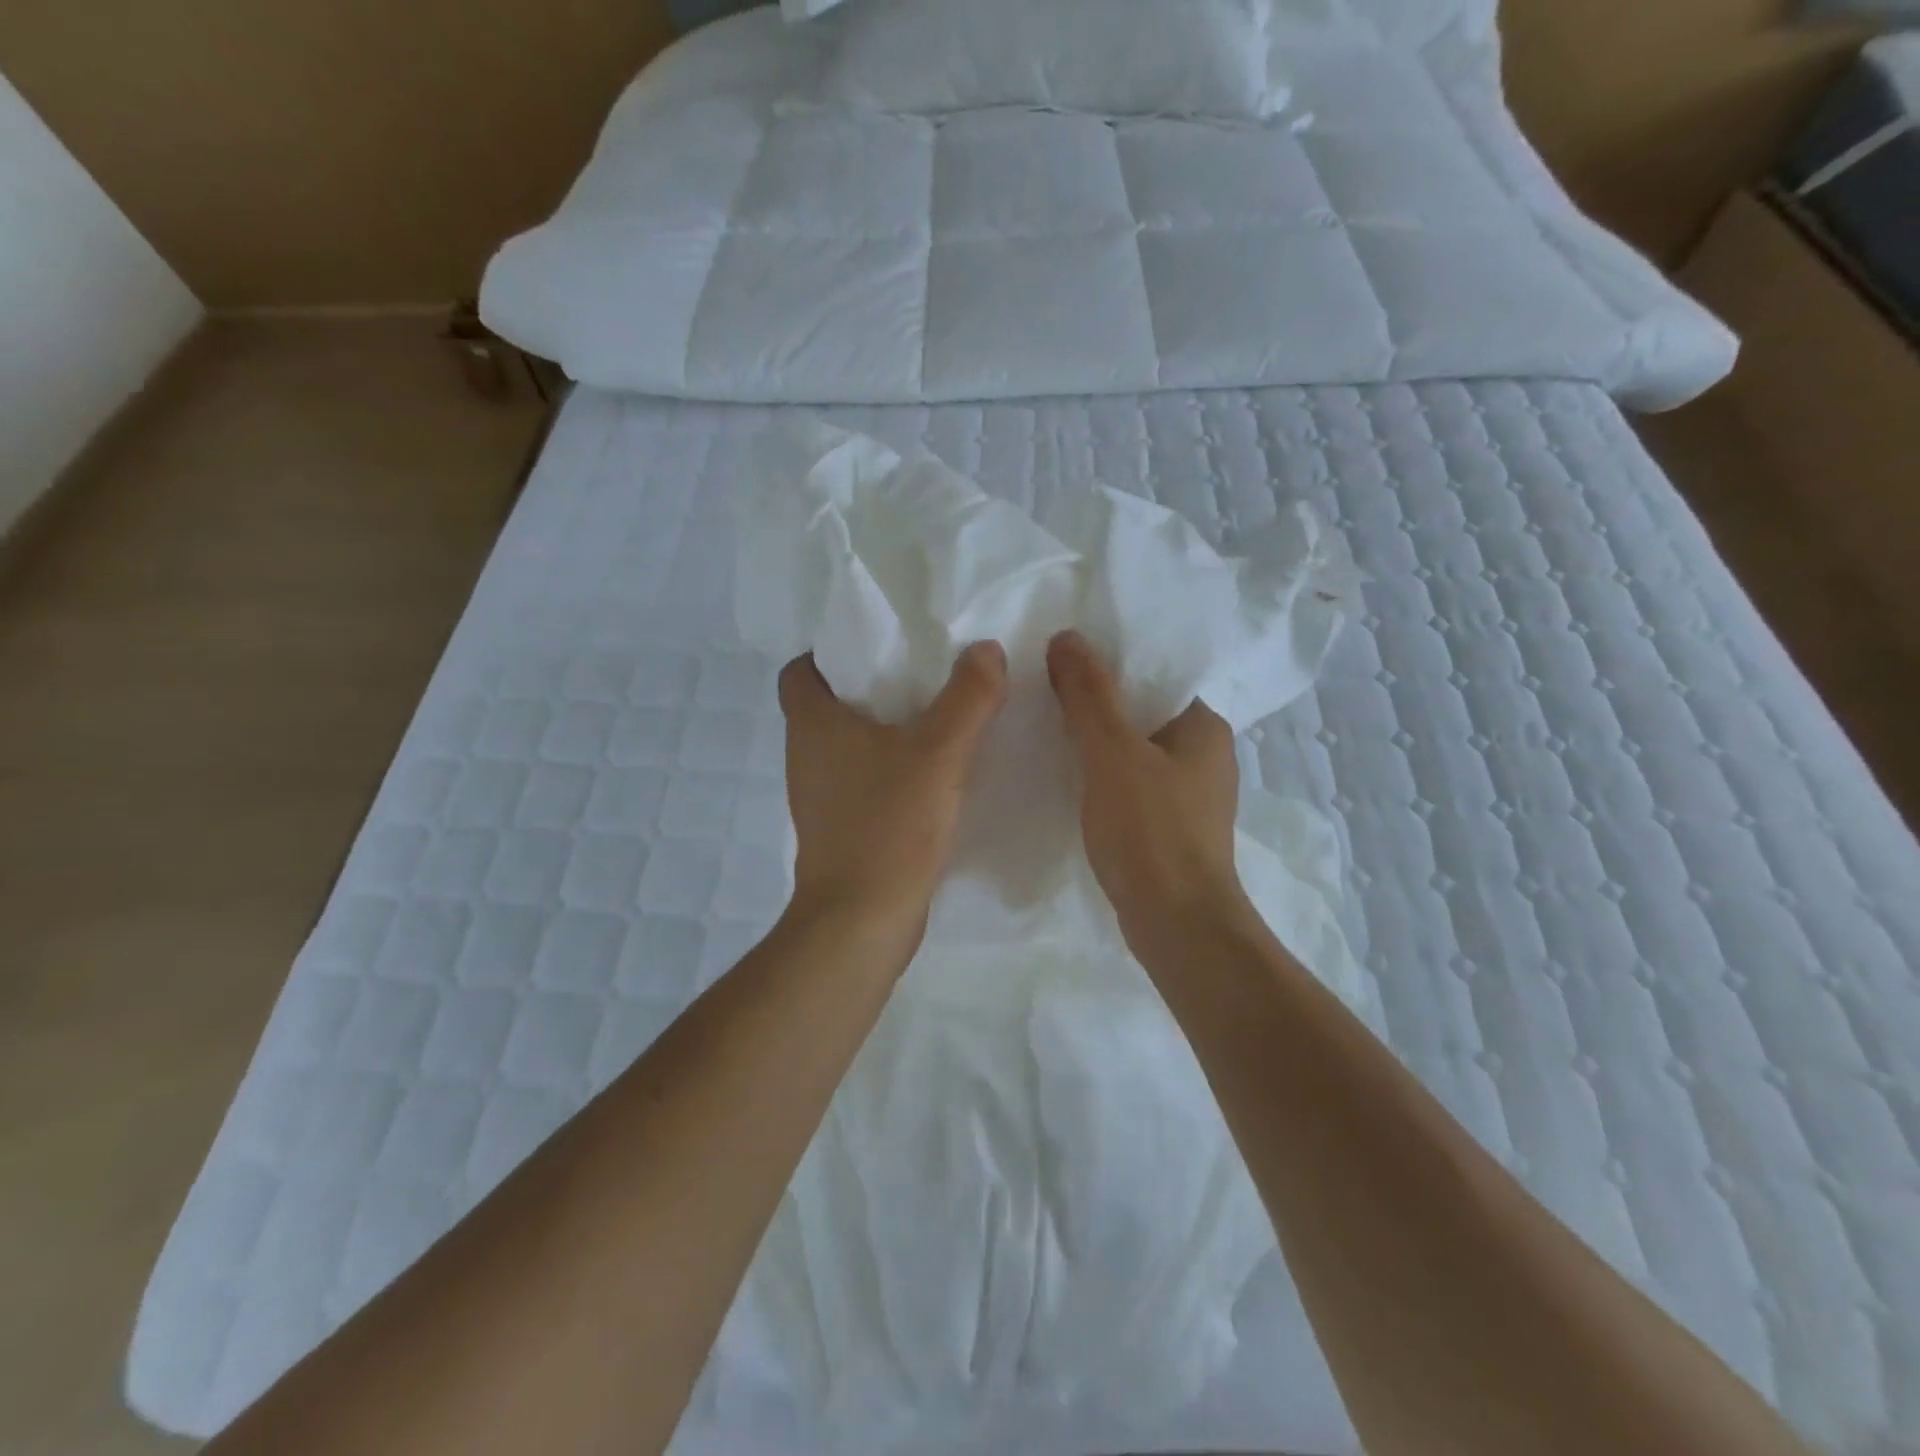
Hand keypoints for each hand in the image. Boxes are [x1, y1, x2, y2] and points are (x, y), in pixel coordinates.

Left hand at [780, 642, 1008, 935]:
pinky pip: (861, 781)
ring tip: (933, 719)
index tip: (878, 647)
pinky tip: (930, 776)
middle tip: (921, 675)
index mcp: (813, 725)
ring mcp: (819, 797)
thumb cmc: (889, 826)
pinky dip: (887, 770)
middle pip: (827, 705)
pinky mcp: (838, 829)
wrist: (861, 920)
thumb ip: (967, 698)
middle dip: (869, 686)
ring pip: (846, 746)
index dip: (830, 652)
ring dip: (882, 731)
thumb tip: (985, 649)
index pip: (800, 671)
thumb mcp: (939, 754)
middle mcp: (805, 756)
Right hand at [1046, 631, 1251, 959]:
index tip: (1063, 663)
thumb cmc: (1150, 830)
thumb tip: (1067, 637)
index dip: (1110, 665)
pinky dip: (1103, 778)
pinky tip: (1069, 780)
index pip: (1155, 676)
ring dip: (1097, 743)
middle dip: (1097, 704)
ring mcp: (1190, 795)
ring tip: (1048, 730)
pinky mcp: (1171, 828)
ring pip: (1135, 752)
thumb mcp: (1111, 752)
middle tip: (1045, 692)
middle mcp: (1205, 755)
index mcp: (1204, 726)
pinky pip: (1132, 786)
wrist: (1177, 925)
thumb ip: (1088, 694)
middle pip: (1142, 713)